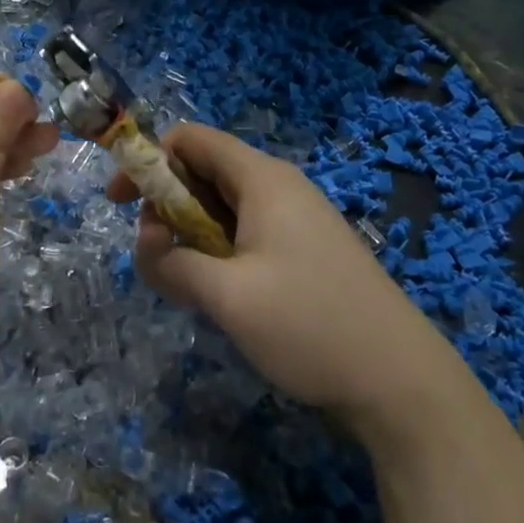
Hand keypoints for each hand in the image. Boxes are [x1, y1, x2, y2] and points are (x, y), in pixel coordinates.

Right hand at [108, 124, 465, 438]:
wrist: (402, 383)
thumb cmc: (310, 326)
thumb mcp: (227, 297)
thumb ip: (172, 264)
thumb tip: (144, 246)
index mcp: (262, 179)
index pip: (190, 140)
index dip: (148, 161)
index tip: (121, 203)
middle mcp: (279, 187)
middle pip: (205, 170)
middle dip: (167, 202)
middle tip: (154, 252)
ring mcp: (297, 219)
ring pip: (224, 205)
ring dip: (191, 231)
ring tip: (185, 279)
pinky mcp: (306, 250)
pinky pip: (247, 231)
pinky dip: (218, 249)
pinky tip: (220, 291)